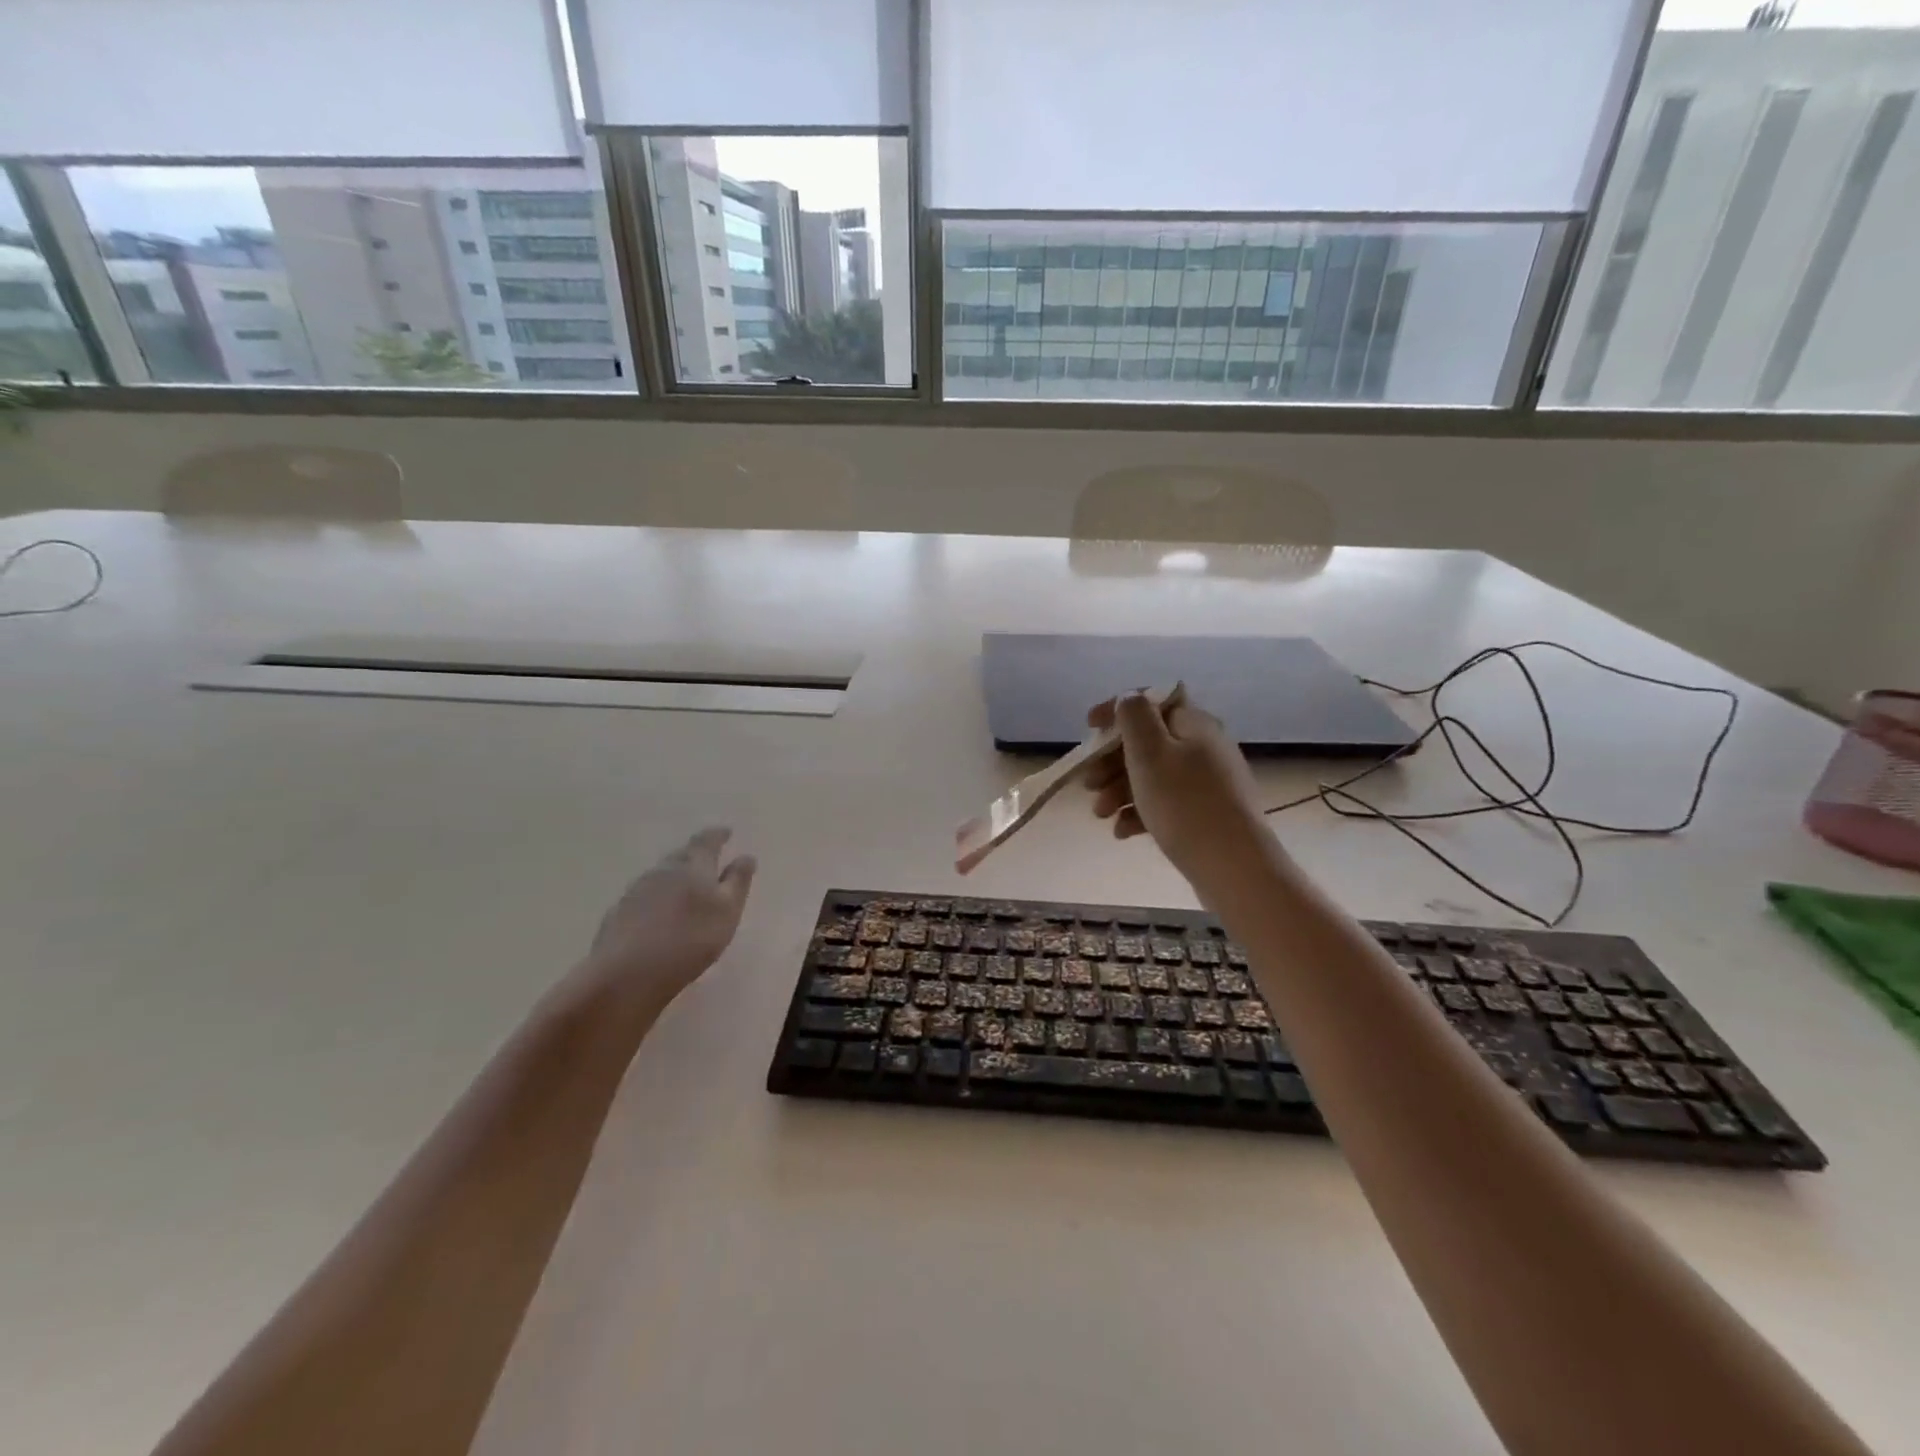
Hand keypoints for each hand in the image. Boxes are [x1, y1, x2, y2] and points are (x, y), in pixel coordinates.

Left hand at [582, 828, 756, 1013]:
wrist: (626, 974)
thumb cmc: (689, 940)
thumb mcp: (727, 912)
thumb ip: (738, 882)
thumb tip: (745, 856)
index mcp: (693, 866)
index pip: (706, 841)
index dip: (718, 835)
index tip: (726, 832)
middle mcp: (662, 870)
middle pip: (681, 855)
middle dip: (696, 854)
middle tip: (708, 859)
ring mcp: (636, 891)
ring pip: (661, 875)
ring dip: (675, 876)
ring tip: (687, 887)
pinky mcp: (618, 913)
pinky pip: (644, 896)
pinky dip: (658, 897)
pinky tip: (660, 913)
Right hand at [1084, 694, 1267, 879]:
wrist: (1234, 867)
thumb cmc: (1184, 804)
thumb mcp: (1150, 752)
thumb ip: (1134, 717)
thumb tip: (1129, 698)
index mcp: (1193, 724)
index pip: (1152, 701)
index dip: (1117, 710)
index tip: (1088, 727)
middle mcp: (1204, 747)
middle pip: (1148, 742)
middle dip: (1111, 761)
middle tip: (1088, 784)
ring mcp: (1207, 783)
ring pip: (1152, 776)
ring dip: (1119, 790)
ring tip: (1100, 815)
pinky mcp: (1206, 815)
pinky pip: (1165, 804)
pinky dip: (1140, 813)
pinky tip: (1123, 832)